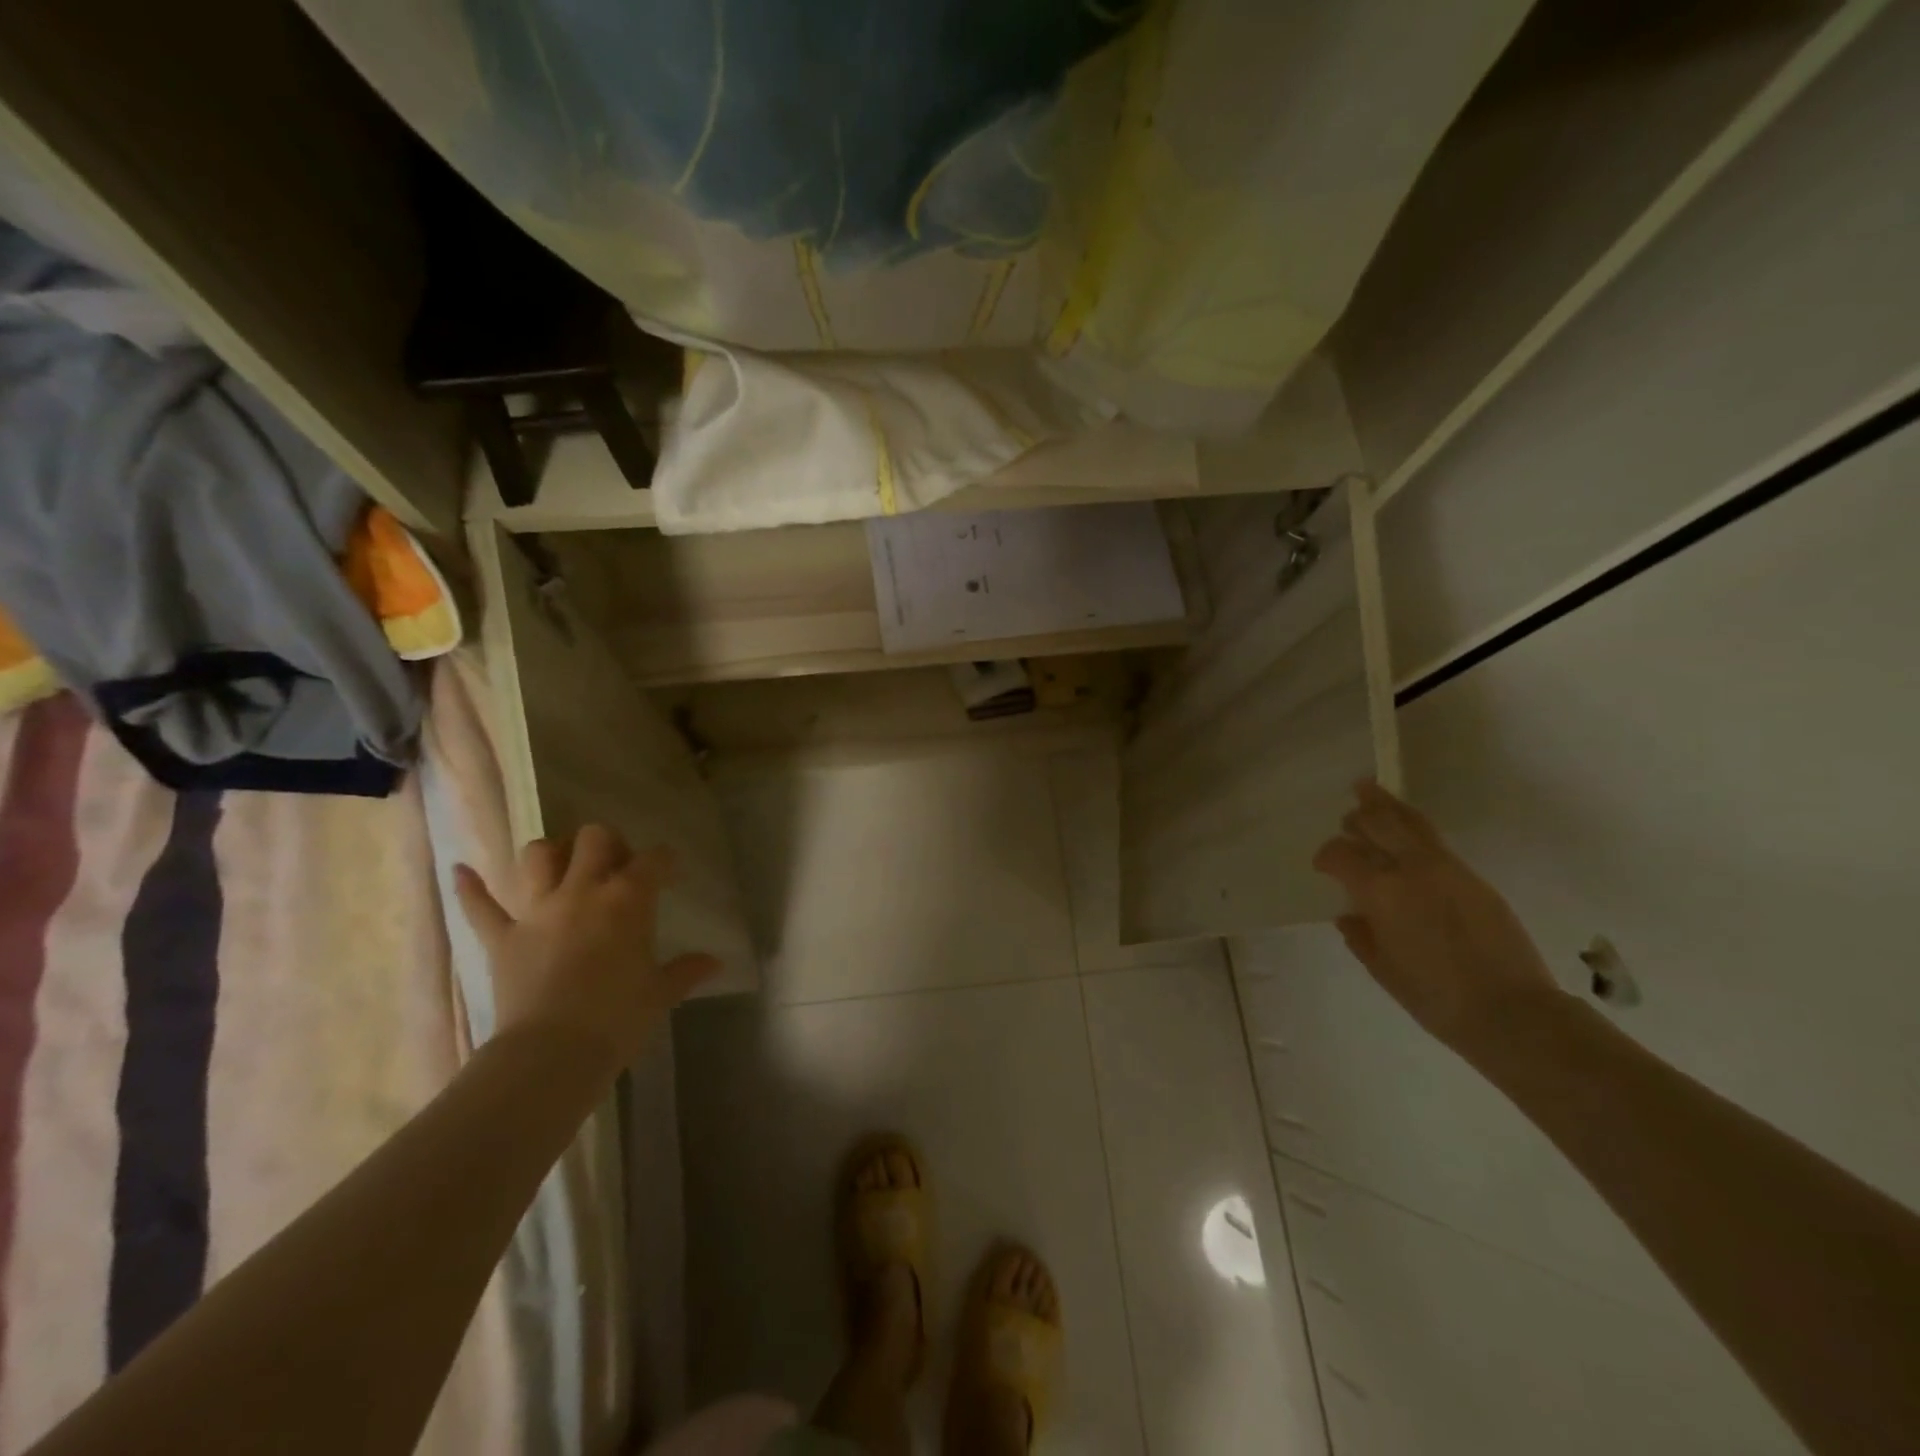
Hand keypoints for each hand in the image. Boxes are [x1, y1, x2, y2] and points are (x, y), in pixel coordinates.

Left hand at [453, 826, 720, 1071]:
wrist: (553, 1053)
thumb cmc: (619, 1018)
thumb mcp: (660, 993)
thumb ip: (686, 971)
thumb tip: (715, 962)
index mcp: (628, 899)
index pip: (653, 860)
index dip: (664, 861)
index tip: (669, 873)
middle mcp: (582, 891)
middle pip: (593, 840)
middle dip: (607, 844)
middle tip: (615, 866)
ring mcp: (538, 911)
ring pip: (538, 857)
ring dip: (550, 853)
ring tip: (561, 864)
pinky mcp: (502, 938)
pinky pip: (479, 906)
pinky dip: (470, 888)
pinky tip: (461, 870)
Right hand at [1314, 782, 1562, 1061]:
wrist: (1511, 1011)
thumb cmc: (1434, 997)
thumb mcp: (1383, 969)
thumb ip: (1361, 936)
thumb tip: (1350, 915)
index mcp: (1380, 891)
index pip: (1342, 855)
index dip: (1326, 856)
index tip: (1322, 865)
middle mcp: (1411, 868)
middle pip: (1378, 823)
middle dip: (1358, 817)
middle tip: (1347, 817)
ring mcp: (1446, 869)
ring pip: (1410, 822)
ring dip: (1386, 806)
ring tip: (1369, 791)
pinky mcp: (1473, 877)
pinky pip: (1434, 840)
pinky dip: (1413, 827)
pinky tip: (1407, 831)